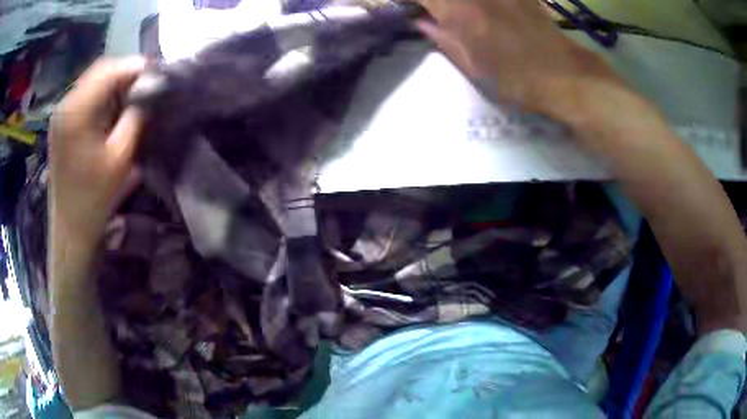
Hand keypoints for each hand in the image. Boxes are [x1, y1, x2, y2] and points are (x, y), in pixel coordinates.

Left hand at [50, 57, 145, 243]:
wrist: (70, 228)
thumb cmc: (93, 197)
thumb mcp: (120, 157)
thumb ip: (135, 117)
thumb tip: (149, 92)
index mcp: (76, 111)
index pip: (109, 69)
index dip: (135, 66)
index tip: (157, 73)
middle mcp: (65, 104)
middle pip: (99, 70)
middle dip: (125, 72)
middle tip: (147, 83)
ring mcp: (61, 113)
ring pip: (92, 81)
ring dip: (114, 83)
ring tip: (134, 93)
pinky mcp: (61, 123)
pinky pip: (85, 96)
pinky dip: (102, 95)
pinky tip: (113, 107)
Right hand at [415, 0, 622, 113]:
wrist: (563, 75)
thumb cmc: (516, 79)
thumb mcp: (472, 67)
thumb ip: (443, 39)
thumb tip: (420, 22)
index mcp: (458, 13)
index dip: (412, 1)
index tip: (410, 8)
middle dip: (436, 2)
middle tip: (436, 12)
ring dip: (458, 4)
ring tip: (460, 15)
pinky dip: (479, 5)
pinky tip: (487, 13)